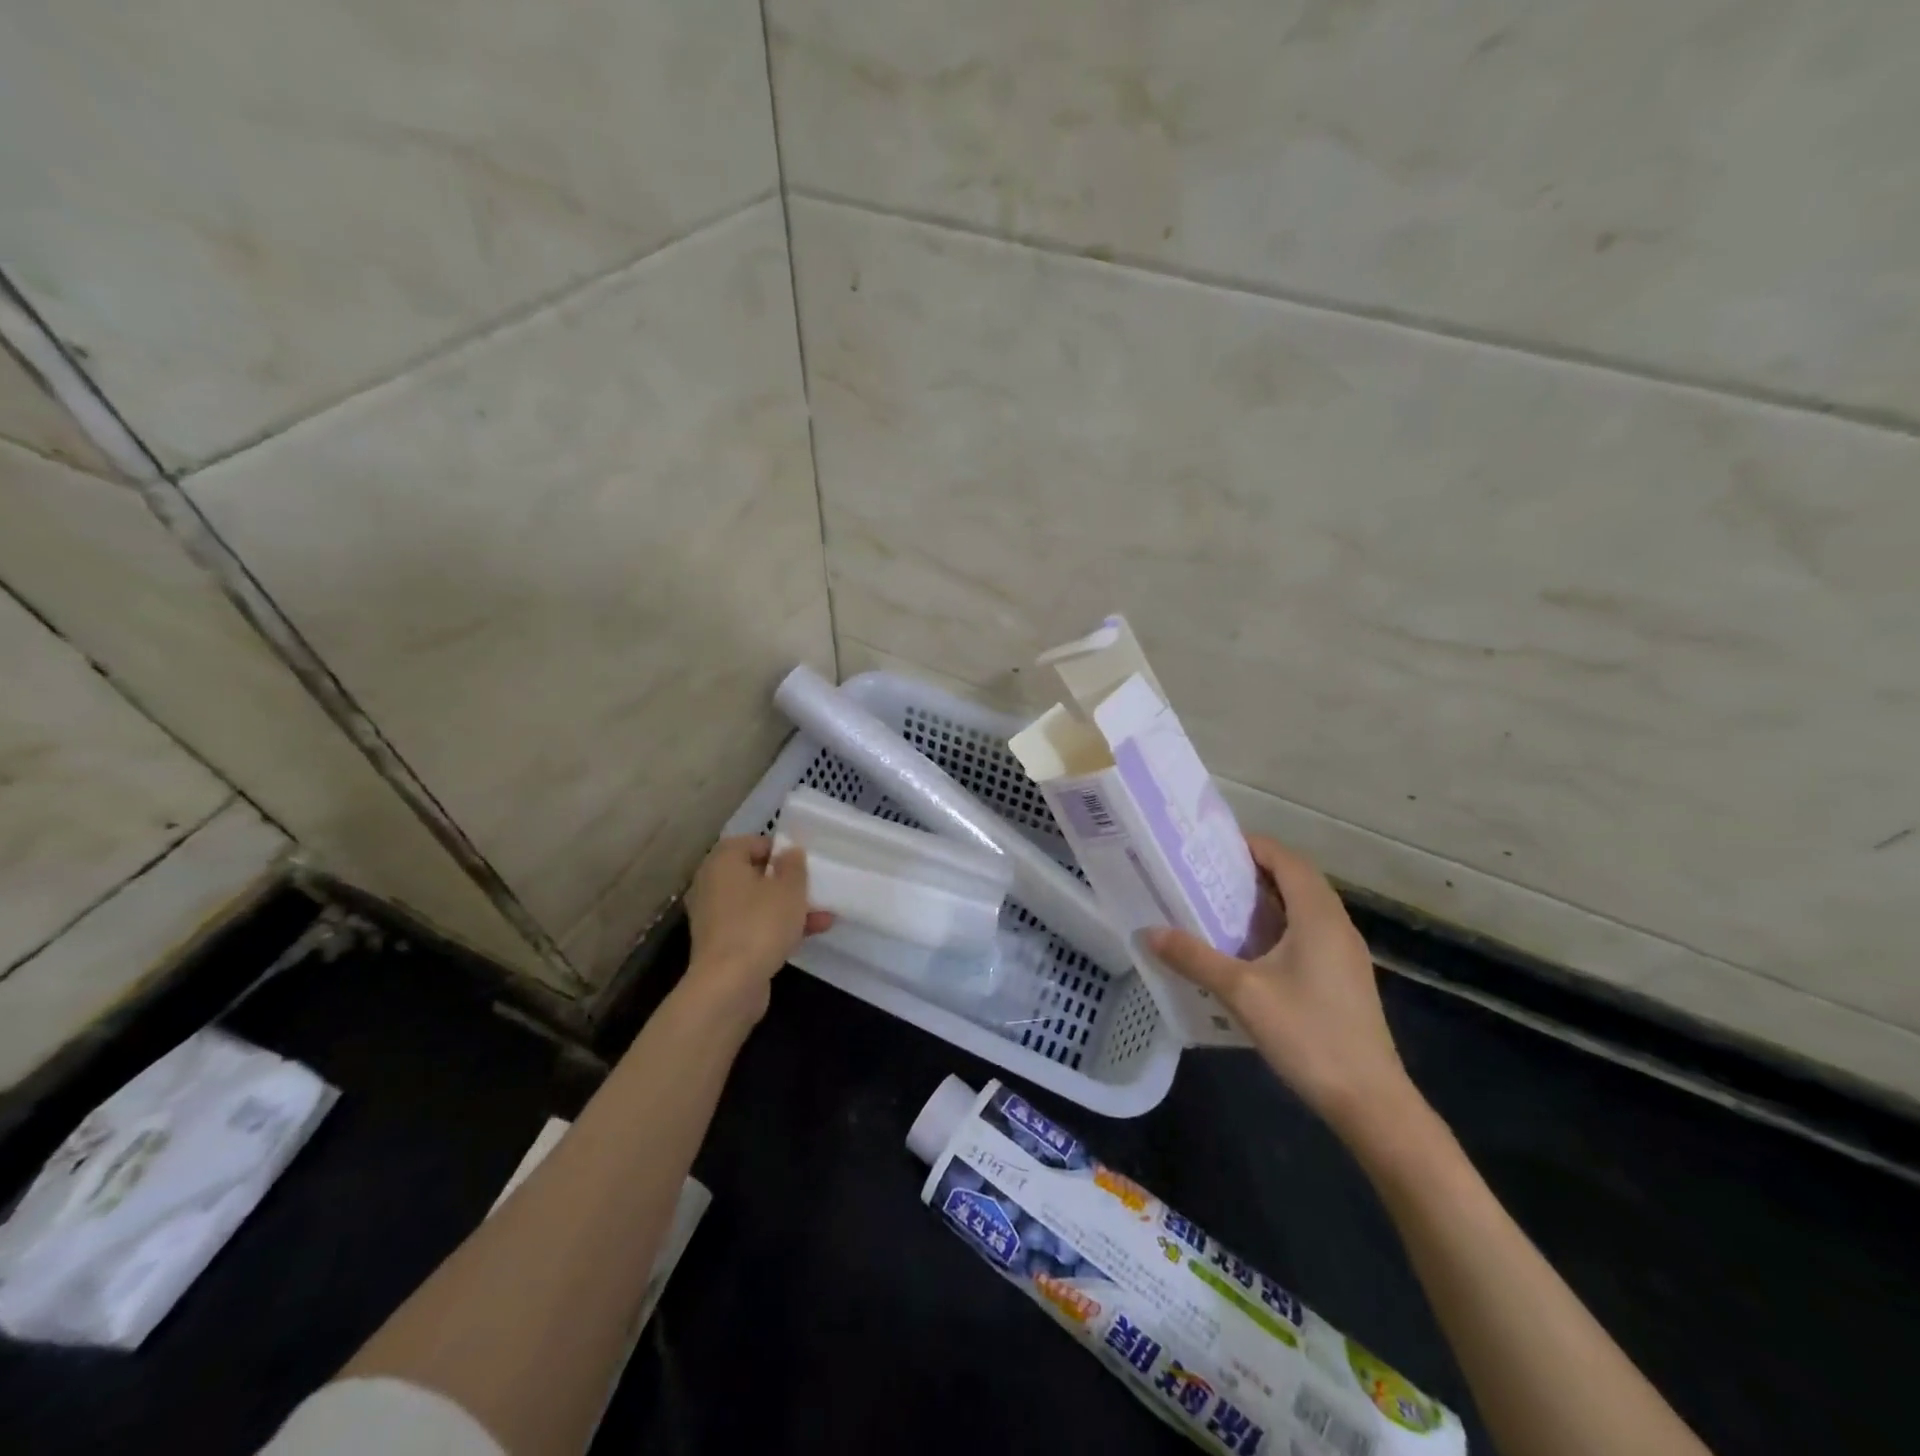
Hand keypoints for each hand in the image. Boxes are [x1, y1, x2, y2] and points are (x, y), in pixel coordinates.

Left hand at [683, 836, 831, 1018]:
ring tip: (824, 915)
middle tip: (813, 887)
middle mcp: (712, 884)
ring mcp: (714, 917)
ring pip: (757, 903)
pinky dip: (776, 927)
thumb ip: (794, 865)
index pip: (753, 842)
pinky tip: (809, 935)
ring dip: (788, 908)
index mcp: (723, 862)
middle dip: (787, 882)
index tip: (804, 863)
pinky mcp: (722, 944)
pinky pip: (753, 926)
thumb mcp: (789, 889)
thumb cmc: (760, 924)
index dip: (781, 850)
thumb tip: (790, 852)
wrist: (728, 985)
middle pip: (755, 874)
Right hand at [1145, 836, 1418, 1140]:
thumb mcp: (1242, 993)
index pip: (1286, 859)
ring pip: (1302, 909)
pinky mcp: (1342, 979)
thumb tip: (1149, 932)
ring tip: (1218, 905)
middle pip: (1295, 880)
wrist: (1370, 1101)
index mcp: (1318, 916)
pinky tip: (1246, 950)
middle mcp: (1336, 925)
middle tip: (1206, 874)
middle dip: (1253, 871)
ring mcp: (1344, 954)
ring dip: (1265, 900)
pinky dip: (1276, 927)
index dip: (1252, 845)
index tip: (1210, 846)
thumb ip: (1194, 958)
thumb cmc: (1308, 1034)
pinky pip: (1307, 934)